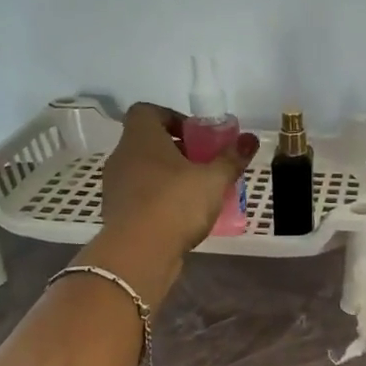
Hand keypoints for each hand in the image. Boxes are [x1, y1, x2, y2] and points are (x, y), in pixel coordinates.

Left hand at [99, 102, 259, 257]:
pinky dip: (158, 201)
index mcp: (141, 138)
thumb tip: (251, 139)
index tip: (196, 136)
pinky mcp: (116, 214)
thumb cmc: (175, 203)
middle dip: (176, 151)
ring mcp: (115, 187)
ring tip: (196, 194)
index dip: (171, 117)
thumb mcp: (213, 180)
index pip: (147, 111)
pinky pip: (139, 197)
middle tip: (203, 165)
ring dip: (167, 177)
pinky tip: (181, 217)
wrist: (138, 254)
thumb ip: (231, 159)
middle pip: (147, 143)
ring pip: (143, 171)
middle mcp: (122, 157)